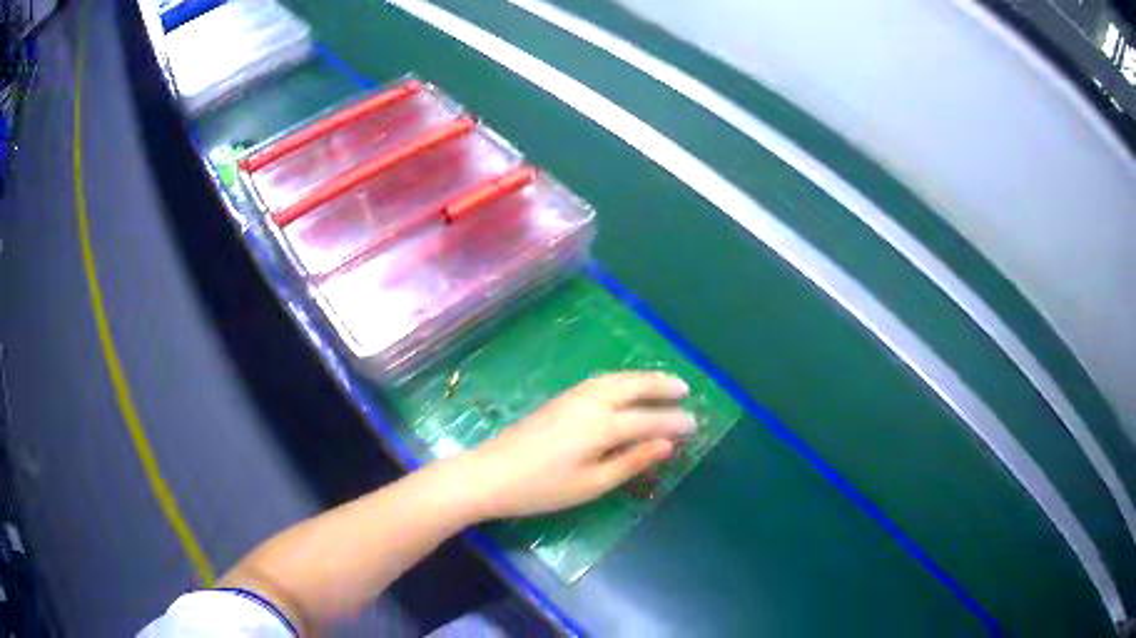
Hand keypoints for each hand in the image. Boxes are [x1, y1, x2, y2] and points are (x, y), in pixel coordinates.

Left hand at [460, 372, 696, 519]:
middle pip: (633, 386)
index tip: (695, 424)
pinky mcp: (559, 399)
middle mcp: (590, 402)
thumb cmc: (542, 488)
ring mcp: (572, 397)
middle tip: (685, 389)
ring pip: (615, 379)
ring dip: (642, 378)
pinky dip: (621, 379)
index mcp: (601, 425)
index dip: (673, 422)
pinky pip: (600, 381)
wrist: (489, 474)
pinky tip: (624, 387)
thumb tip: (666, 445)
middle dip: (661, 385)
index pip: (648, 419)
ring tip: (662, 382)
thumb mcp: (591, 484)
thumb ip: (631, 462)